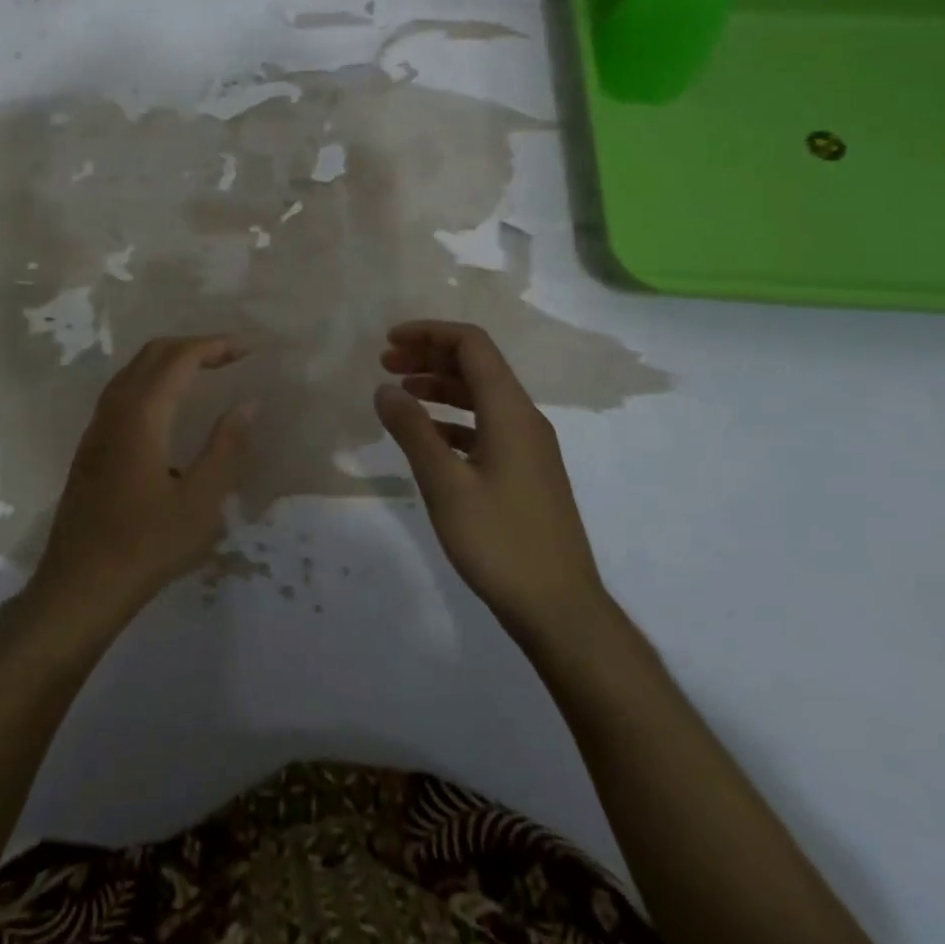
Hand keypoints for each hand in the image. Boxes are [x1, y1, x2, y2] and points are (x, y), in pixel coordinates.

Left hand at [27, 336, 255, 640]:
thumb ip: (226, 448)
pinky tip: (170, 407)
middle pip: (153, 353)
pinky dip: (153, 380)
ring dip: (170, 361)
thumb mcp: (200, 502)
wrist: (79, 586)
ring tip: (206, 373)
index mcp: (141, 415)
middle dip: (193, 346)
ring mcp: (97, 426)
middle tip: (231, 357)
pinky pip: (123, 391)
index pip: (179, 358)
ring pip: (134, 370)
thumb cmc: (146, 546)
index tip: (248, 349)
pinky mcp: (91, 445)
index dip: (214, 346)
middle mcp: (114, 409)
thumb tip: (247, 403)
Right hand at [373, 320, 609, 644]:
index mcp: (511, 412)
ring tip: (399, 392)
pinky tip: (426, 435)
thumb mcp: (445, 484)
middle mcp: (525, 419)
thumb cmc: (500, 542)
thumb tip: (384, 388)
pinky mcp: (525, 473)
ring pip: (481, 396)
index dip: (430, 333)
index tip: (389, 342)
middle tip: (385, 364)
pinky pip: (485, 426)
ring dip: (439, 386)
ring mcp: (528, 448)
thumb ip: (412, 431)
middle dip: (430, 356)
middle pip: (477, 366)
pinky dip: (452, 419)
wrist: (560, 610)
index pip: (473, 345)